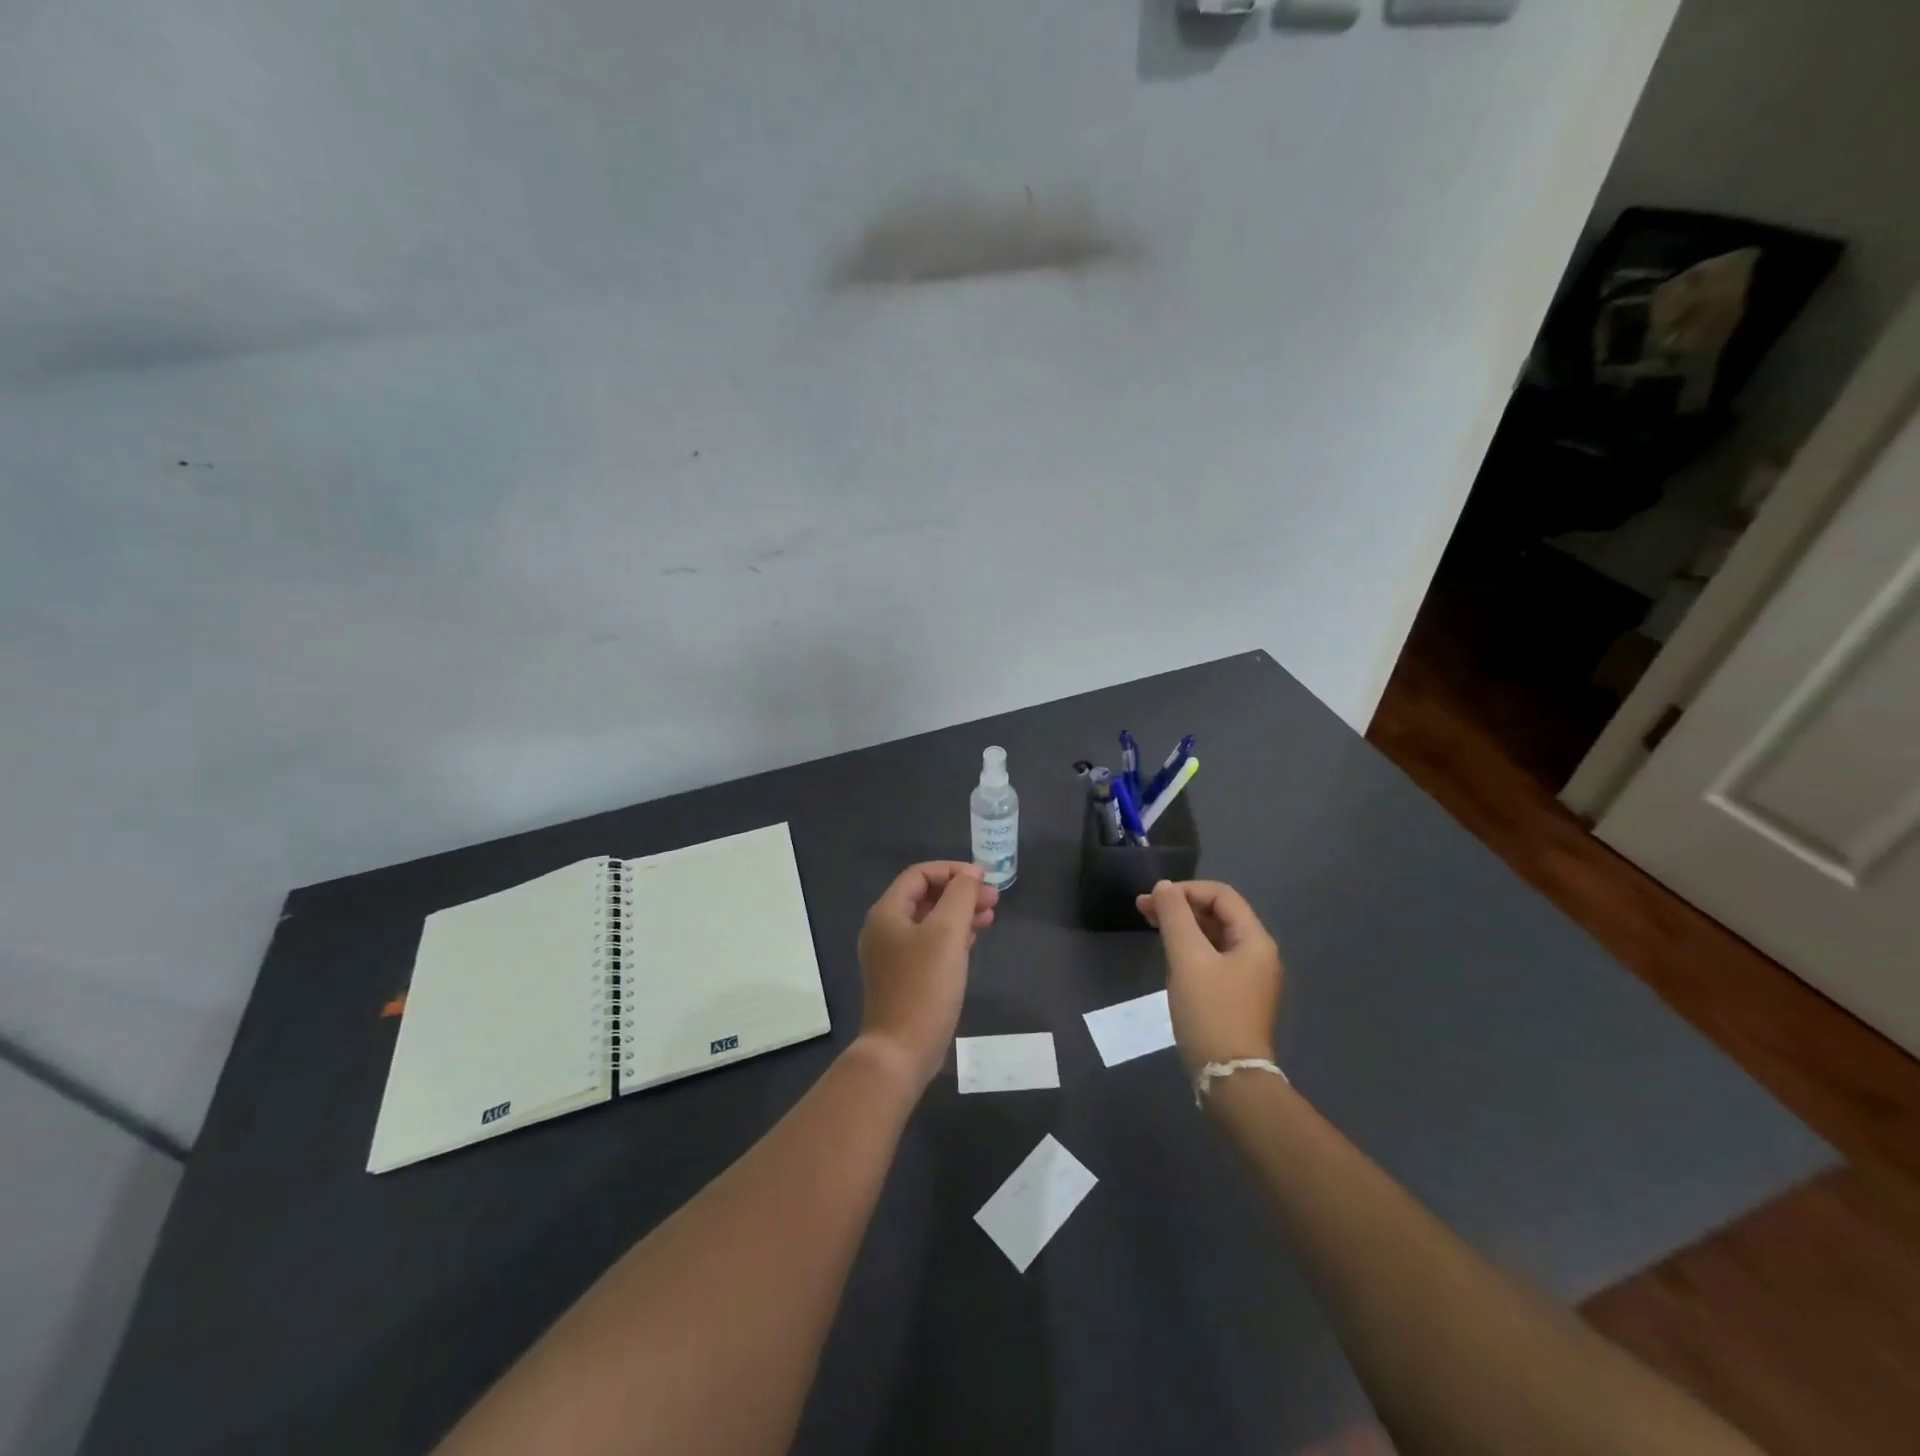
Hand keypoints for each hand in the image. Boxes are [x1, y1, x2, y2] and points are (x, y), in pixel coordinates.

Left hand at [856, 861, 997, 1087]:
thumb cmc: (924, 985)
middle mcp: (884, 929)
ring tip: (990, 917)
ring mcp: (892, 955)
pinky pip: (929, 944)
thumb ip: (960, 896)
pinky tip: (973, 940)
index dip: (953, 870)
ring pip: (930, 921)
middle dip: (960, 892)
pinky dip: (952, 936)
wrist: (902, 1050)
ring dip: (959, 913)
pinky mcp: (904, 977)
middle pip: (925, 896)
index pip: (920, 874)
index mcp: (887, 913)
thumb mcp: (947, 932)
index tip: (984, 879)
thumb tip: (971, 875)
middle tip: (994, 899)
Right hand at [1136, 879, 1282, 1074]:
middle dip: (1181, 906)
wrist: (1229, 1078)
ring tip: (1150, 926)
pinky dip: (1189, 948)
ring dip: (1183, 926)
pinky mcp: (1236, 996)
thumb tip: (1164, 887)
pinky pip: (1212, 958)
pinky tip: (1169, 954)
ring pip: (1213, 936)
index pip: (1221, 895)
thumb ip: (1175, 917)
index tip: (1153, 899)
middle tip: (1143, 909)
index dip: (1186, 890)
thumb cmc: (1210, 1012)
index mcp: (1255, 940)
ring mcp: (1248, 977)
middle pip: (1218, 914)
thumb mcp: (1188, 959)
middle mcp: (1258, 954)